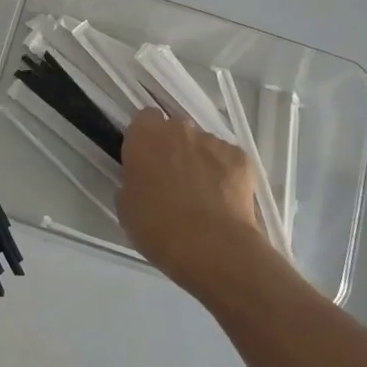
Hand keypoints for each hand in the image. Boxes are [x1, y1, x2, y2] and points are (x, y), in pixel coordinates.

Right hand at [118, 109, 276, 298]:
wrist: (213, 248)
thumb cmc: (158, 228)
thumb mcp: (126, 206)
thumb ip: (132, 180)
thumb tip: (144, 179)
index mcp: (145, 136)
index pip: (144, 119)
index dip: (145, 138)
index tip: (145, 160)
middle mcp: (179, 129)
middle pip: (175, 130)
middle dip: (173, 148)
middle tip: (172, 180)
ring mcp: (213, 141)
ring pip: (203, 144)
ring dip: (199, 160)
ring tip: (202, 195)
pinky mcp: (241, 157)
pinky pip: (227, 158)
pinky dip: (224, 172)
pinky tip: (223, 199)